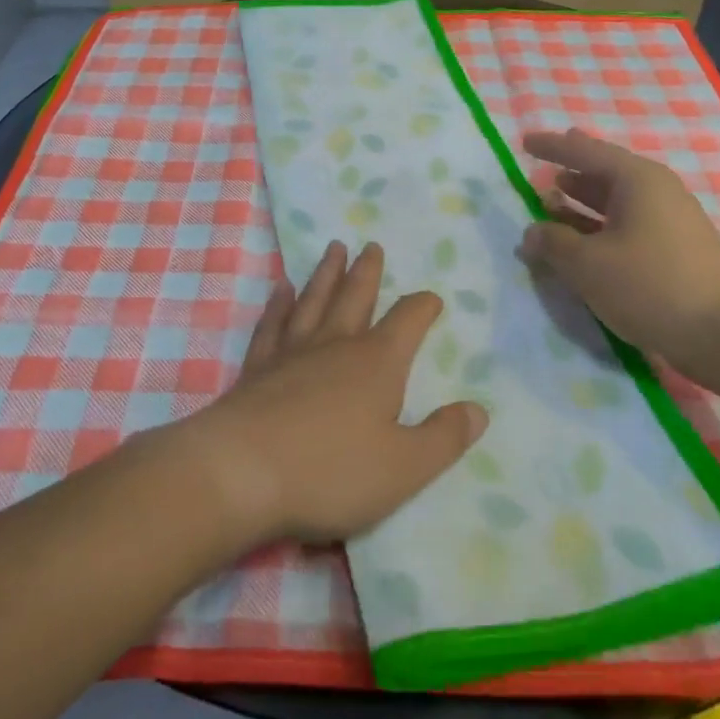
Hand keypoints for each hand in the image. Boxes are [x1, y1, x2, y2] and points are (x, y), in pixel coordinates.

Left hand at [182, 241, 488, 545]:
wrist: (240, 473)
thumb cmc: (331, 472)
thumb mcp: (404, 467)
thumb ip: (444, 438)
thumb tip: (478, 410)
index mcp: (377, 364)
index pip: (408, 321)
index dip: (422, 307)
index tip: (432, 299)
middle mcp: (336, 346)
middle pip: (356, 297)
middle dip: (367, 272)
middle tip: (371, 245)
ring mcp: (292, 353)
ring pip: (314, 301)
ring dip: (326, 274)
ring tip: (333, 249)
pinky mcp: (257, 368)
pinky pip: (272, 325)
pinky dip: (279, 305)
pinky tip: (282, 289)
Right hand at [518, 128, 719, 381]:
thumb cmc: (652, 284)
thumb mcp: (588, 264)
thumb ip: (553, 243)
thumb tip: (532, 232)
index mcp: (636, 180)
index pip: (585, 152)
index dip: (552, 147)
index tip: (524, 141)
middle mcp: (655, 193)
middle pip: (604, 174)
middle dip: (571, 172)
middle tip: (543, 166)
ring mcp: (668, 224)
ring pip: (614, 205)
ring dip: (581, 205)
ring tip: (550, 204)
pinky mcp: (673, 254)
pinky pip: (624, 228)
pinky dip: (597, 230)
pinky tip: (580, 245)